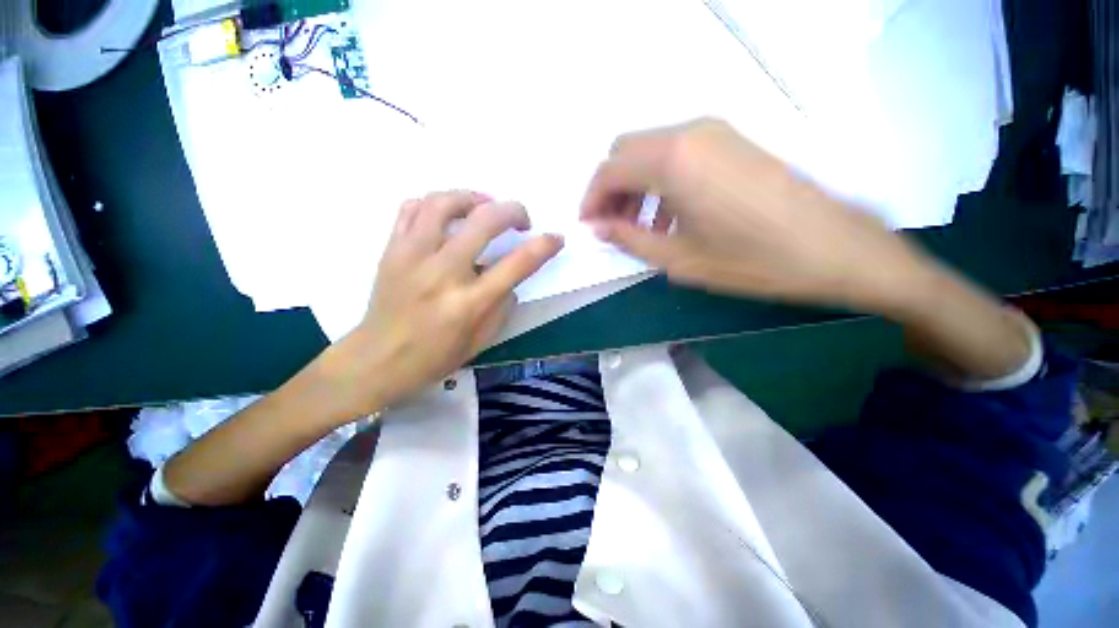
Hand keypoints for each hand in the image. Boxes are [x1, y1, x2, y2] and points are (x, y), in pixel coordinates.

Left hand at [317, 191, 562, 419]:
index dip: (544, 246)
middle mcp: (442, 273)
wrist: (375, 360)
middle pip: (484, 221)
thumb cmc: (433, 358)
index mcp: (469, 303)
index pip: (517, 264)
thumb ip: (502, 306)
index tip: (555, 238)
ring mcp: (412, 257)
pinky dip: (436, 203)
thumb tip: (511, 278)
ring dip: (473, 197)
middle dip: (513, 210)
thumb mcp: (480, 342)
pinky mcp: (391, 249)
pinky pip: (412, 208)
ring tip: (485, 206)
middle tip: (521, 218)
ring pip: (444, 203)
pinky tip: (448, 214)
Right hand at [581, 118, 928, 309]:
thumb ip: (629, 238)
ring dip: (635, 185)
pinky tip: (670, 215)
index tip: (589, 227)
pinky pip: (678, 153)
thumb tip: (597, 227)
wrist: (833, 248)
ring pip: (651, 150)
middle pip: (626, 151)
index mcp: (673, 160)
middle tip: (612, 226)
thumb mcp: (678, 258)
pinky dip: (660, 180)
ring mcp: (715, 132)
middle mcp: (690, 133)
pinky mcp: (732, 141)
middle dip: (610, 189)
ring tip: (641, 227)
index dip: (591, 199)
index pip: (609, 169)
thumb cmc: (750, 260)